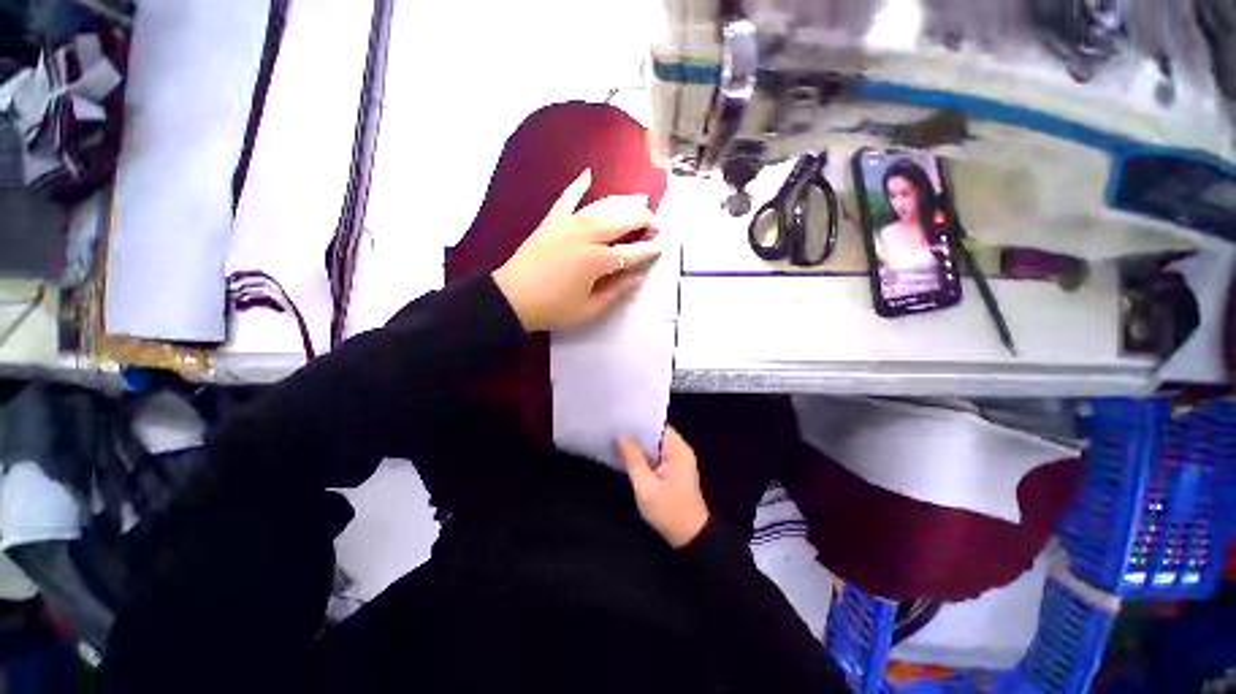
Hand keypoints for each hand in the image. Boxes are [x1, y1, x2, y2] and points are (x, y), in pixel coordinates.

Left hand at [493, 169, 660, 331]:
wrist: (512, 299)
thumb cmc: (553, 309)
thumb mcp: (589, 309)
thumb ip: (616, 291)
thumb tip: (637, 275)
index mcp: (597, 261)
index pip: (631, 253)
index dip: (648, 250)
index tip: (661, 246)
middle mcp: (586, 237)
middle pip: (621, 223)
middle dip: (643, 220)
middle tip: (655, 223)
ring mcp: (568, 225)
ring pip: (602, 208)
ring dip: (623, 203)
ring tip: (639, 200)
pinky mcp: (552, 222)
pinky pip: (567, 199)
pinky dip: (577, 185)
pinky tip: (588, 173)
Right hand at [618, 427, 709, 548]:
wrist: (690, 537)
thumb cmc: (668, 512)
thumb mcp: (645, 487)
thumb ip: (633, 460)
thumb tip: (621, 437)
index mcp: (678, 450)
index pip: (658, 426)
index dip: (640, 422)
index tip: (621, 419)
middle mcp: (680, 450)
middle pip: (656, 434)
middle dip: (637, 433)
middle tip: (615, 428)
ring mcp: (678, 460)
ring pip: (655, 444)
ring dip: (640, 444)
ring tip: (618, 438)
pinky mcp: (674, 469)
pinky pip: (657, 455)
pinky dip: (645, 454)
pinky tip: (629, 455)